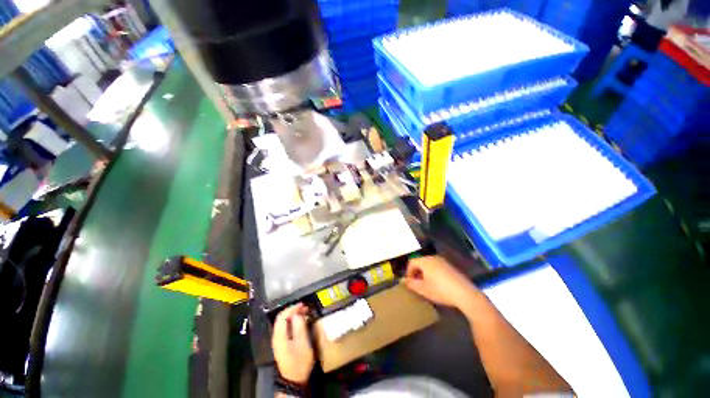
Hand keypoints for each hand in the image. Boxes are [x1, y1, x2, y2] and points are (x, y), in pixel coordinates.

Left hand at [272, 303, 314, 384]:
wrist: (294, 380)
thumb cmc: (299, 361)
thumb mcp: (302, 343)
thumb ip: (299, 326)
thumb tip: (297, 313)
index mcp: (279, 336)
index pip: (282, 316)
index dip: (292, 308)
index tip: (302, 304)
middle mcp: (276, 336)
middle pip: (282, 318)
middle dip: (293, 310)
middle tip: (305, 307)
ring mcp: (279, 340)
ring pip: (284, 322)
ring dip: (294, 315)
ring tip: (305, 312)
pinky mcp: (283, 344)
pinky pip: (286, 328)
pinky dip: (293, 321)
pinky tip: (301, 321)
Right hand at [403, 256, 477, 308]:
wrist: (465, 294)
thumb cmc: (440, 290)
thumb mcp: (423, 289)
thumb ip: (411, 284)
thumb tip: (403, 280)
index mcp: (425, 261)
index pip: (411, 262)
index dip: (408, 272)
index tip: (409, 282)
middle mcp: (433, 258)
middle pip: (420, 262)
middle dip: (416, 272)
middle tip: (416, 283)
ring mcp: (443, 261)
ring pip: (428, 264)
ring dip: (424, 272)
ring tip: (426, 284)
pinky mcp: (450, 266)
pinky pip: (436, 266)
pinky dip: (433, 272)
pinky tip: (437, 283)